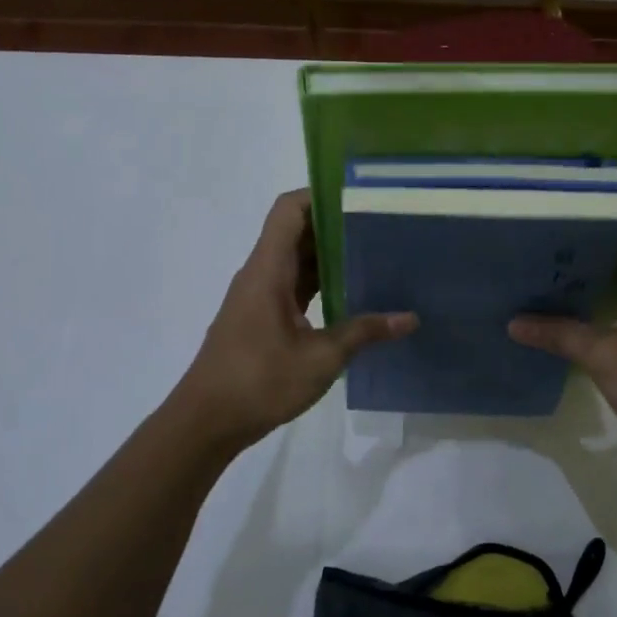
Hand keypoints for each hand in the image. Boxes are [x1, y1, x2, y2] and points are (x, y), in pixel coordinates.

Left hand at [172, 190, 416, 450]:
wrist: (206, 422)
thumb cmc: (258, 382)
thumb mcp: (320, 358)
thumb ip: (364, 332)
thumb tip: (410, 318)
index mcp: (268, 271)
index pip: (289, 210)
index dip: (320, 194)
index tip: (360, 197)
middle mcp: (260, 274)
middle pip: (296, 232)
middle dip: (336, 225)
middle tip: (381, 226)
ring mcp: (258, 296)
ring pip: (295, 260)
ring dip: (329, 256)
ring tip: (375, 255)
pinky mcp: (261, 318)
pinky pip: (293, 286)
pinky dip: (319, 283)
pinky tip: (351, 295)